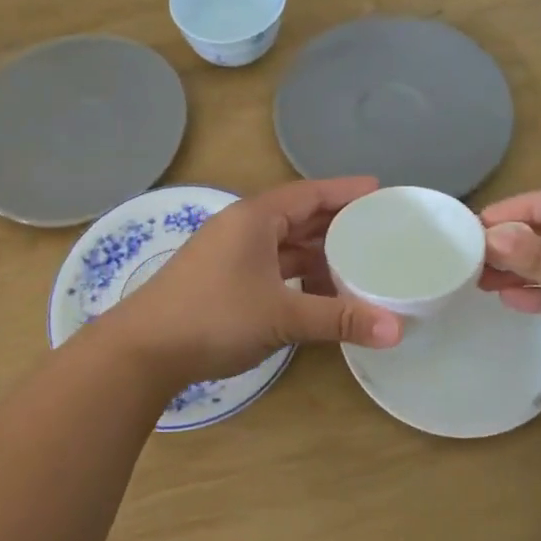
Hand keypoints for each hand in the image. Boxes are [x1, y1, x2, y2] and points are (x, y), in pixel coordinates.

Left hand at [101, 178, 402, 384]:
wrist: (142, 350)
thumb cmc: (215, 317)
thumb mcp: (283, 316)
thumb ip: (339, 319)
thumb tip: (398, 331)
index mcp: (255, 218)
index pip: (310, 193)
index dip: (345, 191)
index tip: (380, 191)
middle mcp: (241, 227)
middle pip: (297, 216)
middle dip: (335, 223)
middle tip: (378, 229)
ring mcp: (227, 253)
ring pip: (282, 243)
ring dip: (316, 252)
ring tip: (356, 263)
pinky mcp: (220, 278)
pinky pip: (269, 265)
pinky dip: (295, 273)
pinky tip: (316, 292)